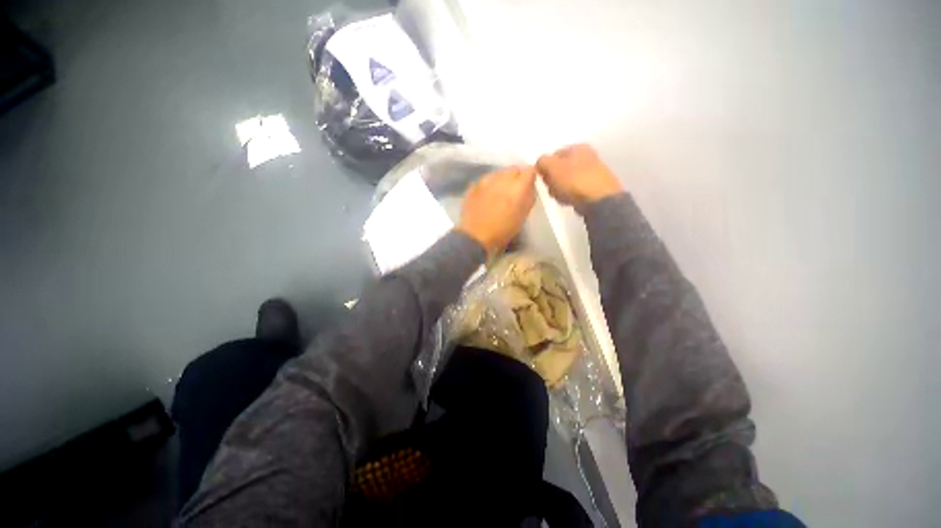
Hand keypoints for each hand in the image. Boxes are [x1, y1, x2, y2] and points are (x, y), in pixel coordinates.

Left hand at [458, 166, 536, 251]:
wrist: (475, 236)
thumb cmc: (503, 230)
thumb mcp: (522, 216)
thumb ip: (528, 197)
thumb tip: (529, 187)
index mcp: (518, 187)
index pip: (529, 170)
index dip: (530, 178)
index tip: (528, 186)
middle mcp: (503, 178)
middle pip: (514, 169)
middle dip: (516, 177)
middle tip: (514, 191)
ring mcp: (486, 180)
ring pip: (499, 172)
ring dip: (502, 180)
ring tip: (499, 193)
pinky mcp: (474, 184)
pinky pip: (486, 179)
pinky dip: (489, 185)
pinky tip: (487, 196)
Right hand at [536, 144, 621, 213]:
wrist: (598, 200)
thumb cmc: (573, 180)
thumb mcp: (552, 167)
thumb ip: (542, 162)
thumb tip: (540, 164)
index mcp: (578, 147)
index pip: (553, 155)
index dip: (545, 168)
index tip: (543, 179)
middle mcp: (587, 156)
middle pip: (560, 169)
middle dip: (552, 180)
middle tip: (552, 188)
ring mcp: (592, 172)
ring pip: (566, 181)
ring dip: (559, 189)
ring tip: (560, 197)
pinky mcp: (594, 187)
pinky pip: (575, 191)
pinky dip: (570, 195)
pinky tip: (569, 201)